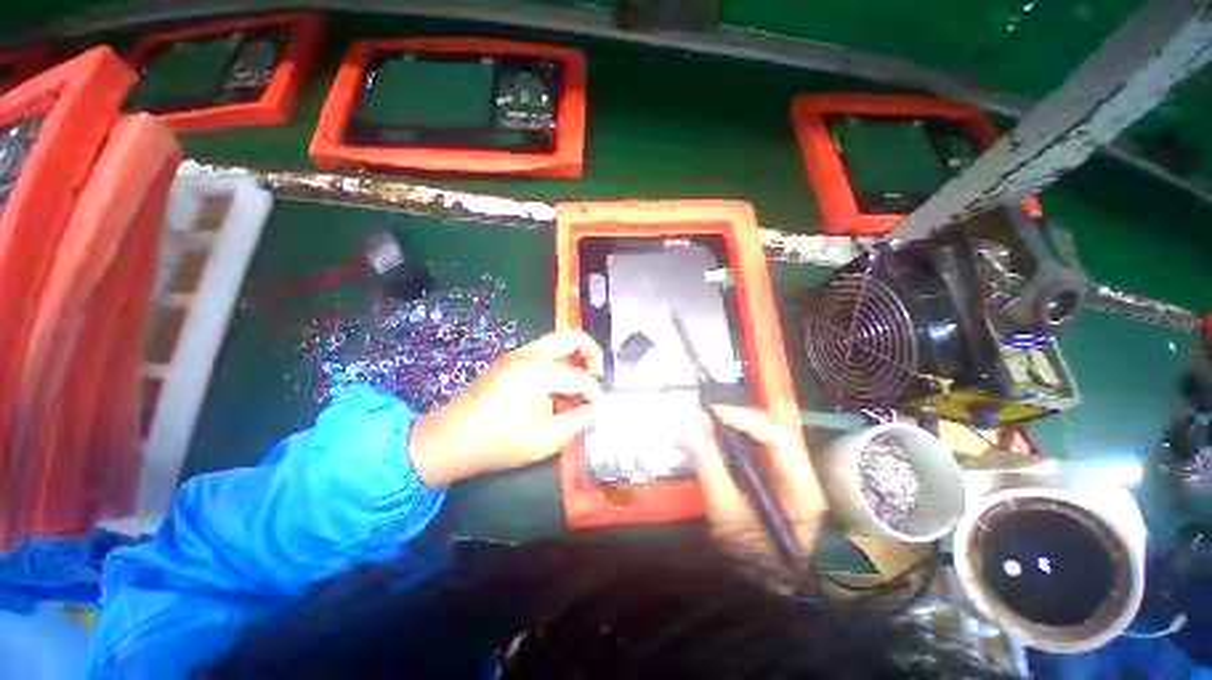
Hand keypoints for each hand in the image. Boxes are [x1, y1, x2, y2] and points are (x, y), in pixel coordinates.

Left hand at [409, 330, 604, 485]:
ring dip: (575, 359)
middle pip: (572, 337)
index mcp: (536, 373)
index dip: (595, 394)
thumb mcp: (546, 439)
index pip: (580, 376)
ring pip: (558, 342)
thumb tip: (598, 408)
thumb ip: (579, 421)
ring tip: (578, 387)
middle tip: (597, 378)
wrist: (450, 440)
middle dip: (592, 355)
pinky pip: (545, 353)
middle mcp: (528, 354)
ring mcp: (517, 354)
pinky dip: (559, 364)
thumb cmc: (499, 443)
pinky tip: (557, 390)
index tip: (599, 409)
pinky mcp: (510, 360)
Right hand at [682, 406, 825, 565]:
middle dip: (735, 419)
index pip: (777, 435)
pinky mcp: (773, 479)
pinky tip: (712, 441)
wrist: (765, 590)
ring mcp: (788, 475)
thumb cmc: (750, 557)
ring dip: (732, 427)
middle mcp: (801, 474)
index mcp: (801, 485)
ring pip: (761, 437)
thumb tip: (689, 428)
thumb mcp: (727, 514)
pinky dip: (731, 441)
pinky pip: (753, 449)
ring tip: (703, 426)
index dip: (743, 418)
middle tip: (702, 418)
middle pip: (770, 430)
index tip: (710, 414)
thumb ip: (710, 467)